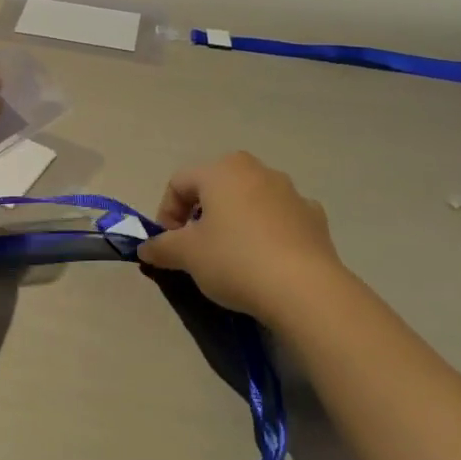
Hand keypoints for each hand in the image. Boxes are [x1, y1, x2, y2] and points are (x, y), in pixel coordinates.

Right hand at [138, 151, 346, 324]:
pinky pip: (281, 218)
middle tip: (198, 248)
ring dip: (236, 221)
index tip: (169, 246)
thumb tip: (146, 249)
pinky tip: (268, 261)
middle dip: (202, 214)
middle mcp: (256, 170)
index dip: (166, 213)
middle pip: (216, 186)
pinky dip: (269, 232)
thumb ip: (161, 247)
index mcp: (221, 170)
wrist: (305, 289)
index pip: (179, 183)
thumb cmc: (235, 260)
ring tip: (234, 257)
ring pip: (250, 199)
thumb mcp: (187, 256)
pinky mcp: (314, 216)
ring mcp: (290, 191)